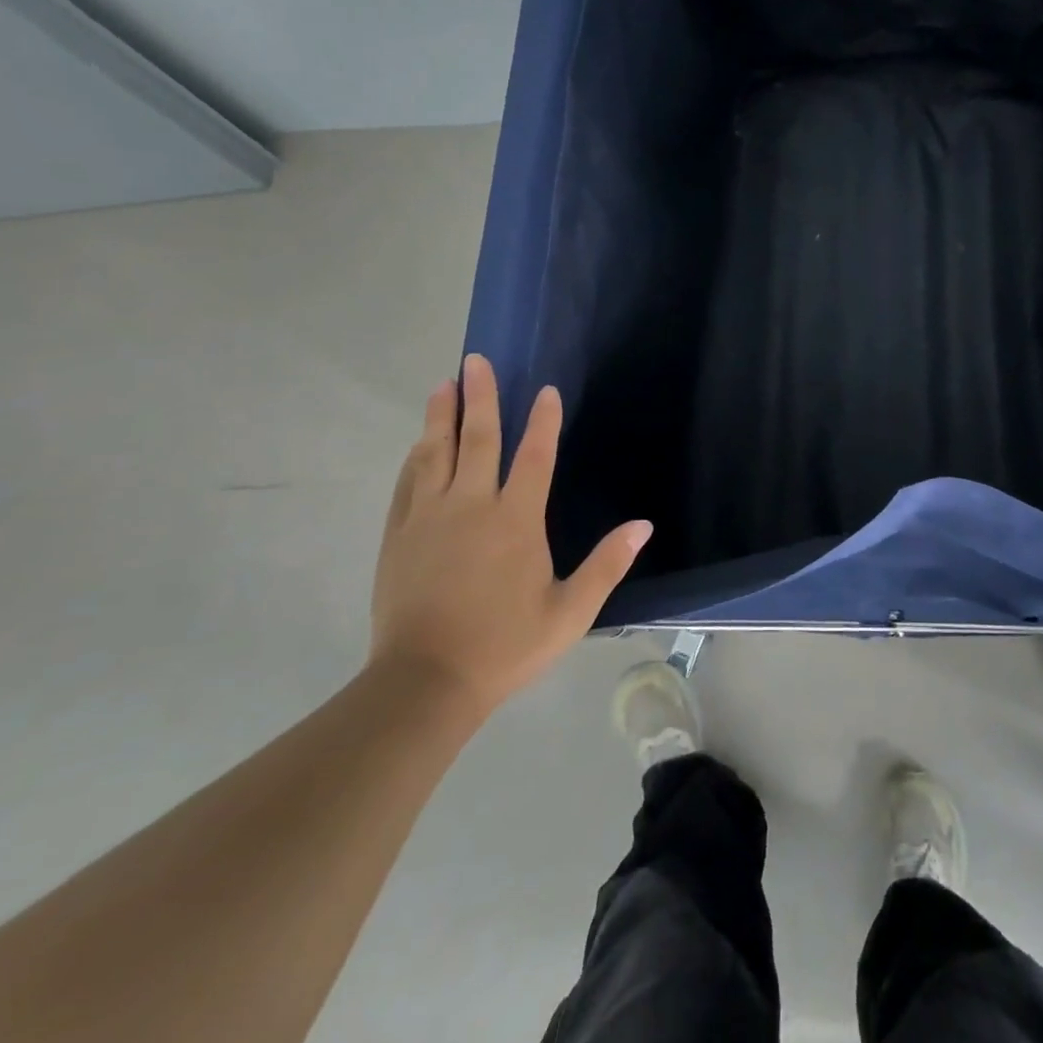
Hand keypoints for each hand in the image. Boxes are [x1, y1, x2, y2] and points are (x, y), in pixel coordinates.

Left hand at [369, 354, 651, 718]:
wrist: (425, 683)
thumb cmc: (506, 645)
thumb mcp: (571, 611)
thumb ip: (607, 564)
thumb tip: (643, 525)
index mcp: (516, 520)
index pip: (534, 456)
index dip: (542, 420)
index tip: (545, 390)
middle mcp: (471, 506)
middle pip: (477, 439)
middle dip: (479, 396)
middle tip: (476, 360)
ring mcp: (428, 519)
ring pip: (435, 454)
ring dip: (440, 417)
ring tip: (443, 385)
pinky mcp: (399, 536)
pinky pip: (407, 484)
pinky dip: (414, 458)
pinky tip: (418, 445)